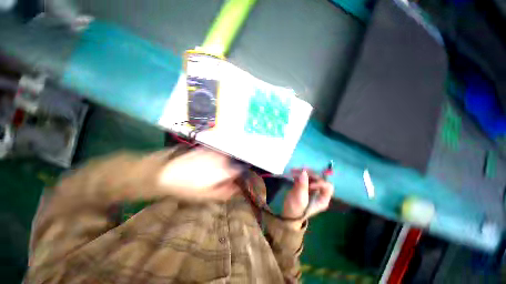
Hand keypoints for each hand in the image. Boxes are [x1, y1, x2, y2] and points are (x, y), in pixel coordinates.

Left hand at [157, 147, 242, 200]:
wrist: (167, 173)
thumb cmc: (189, 188)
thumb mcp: (208, 196)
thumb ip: (227, 192)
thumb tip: (238, 188)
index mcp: (225, 170)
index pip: (240, 170)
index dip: (239, 176)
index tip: (234, 181)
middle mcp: (223, 158)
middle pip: (233, 163)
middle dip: (231, 170)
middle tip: (221, 178)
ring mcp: (214, 152)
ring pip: (226, 157)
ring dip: (224, 163)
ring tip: (212, 171)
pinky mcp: (207, 148)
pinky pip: (217, 154)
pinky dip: (216, 158)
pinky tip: (206, 164)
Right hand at [282, 170, 333, 229]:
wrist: (287, 213)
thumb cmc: (297, 209)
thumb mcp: (301, 198)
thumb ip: (303, 185)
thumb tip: (303, 171)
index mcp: (323, 198)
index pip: (327, 186)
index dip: (320, 183)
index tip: (309, 185)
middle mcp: (318, 192)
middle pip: (318, 178)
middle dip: (310, 174)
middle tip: (301, 171)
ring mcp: (310, 188)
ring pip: (310, 176)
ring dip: (302, 172)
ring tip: (293, 170)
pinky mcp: (303, 185)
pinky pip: (303, 177)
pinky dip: (298, 174)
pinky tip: (292, 172)